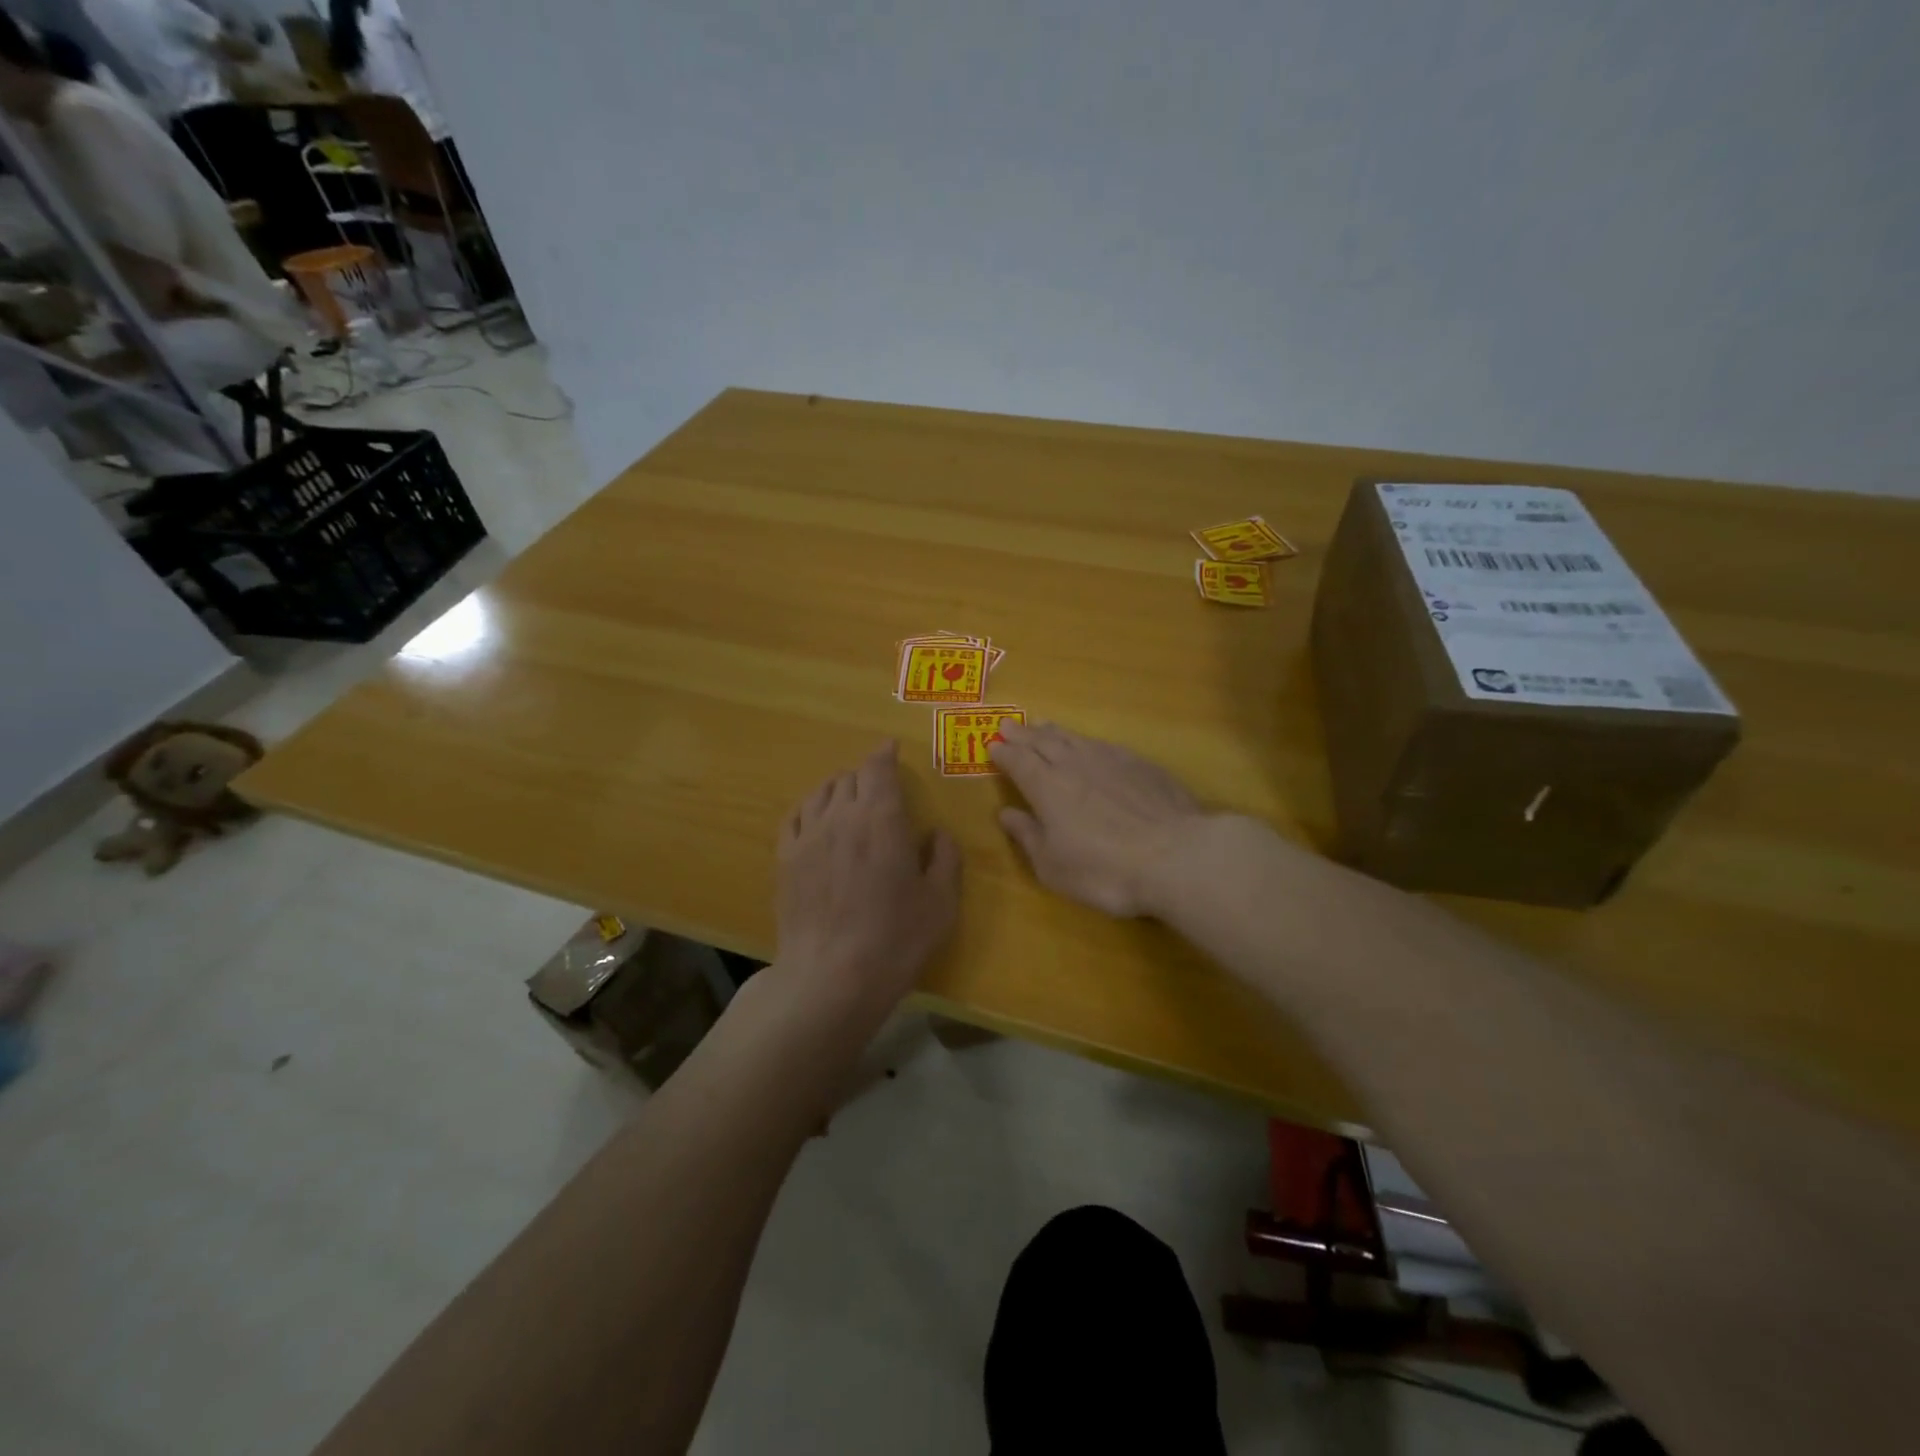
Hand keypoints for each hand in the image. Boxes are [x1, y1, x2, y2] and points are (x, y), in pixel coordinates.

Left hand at [776, 742, 960, 1016]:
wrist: (831, 977)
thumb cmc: (895, 939)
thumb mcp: (940, 902)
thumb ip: (944, 859)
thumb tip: (936, 834)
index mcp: (882, 819)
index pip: (879, 768)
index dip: (885, 754)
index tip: (891, 747)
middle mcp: (842, 816)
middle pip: (850, 777)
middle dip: (867, 774)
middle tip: (879, 784)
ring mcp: (808, 836)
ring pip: (821, 792)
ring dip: (839, 788)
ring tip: (849, 799)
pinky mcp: (785, 859)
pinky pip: (796, 816)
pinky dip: (811, 808)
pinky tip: (817, 819)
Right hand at [989, 722, 1209, 917]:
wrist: (1174, 855)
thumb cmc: (1104, 869)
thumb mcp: (1053, 866)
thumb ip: (1028, 836)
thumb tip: (1005, 814)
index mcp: (1046, 787)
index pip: (1018, 762)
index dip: (1003, 753)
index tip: (992, 744)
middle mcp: (1073, 765)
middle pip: (1042, 742)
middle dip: (1022, 734)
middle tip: (1009, 724)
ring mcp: (1109, 759)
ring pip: (1073, 738)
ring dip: (1052, 731)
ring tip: (1042, 725)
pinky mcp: (1139, 764)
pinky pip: (1102, 744)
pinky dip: (1086, 741)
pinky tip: (1089, 744)